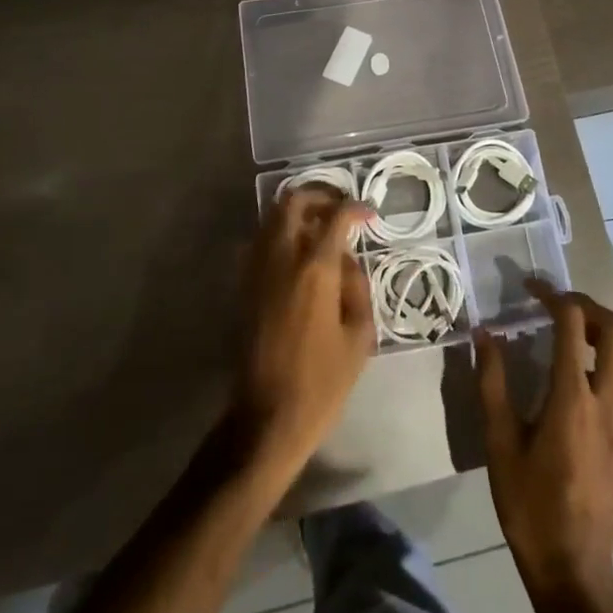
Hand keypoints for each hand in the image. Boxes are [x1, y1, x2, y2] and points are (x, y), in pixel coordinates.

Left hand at [235, 187, 374, 477]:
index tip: (369, 214)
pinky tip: (300, 255)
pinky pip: (261, 241)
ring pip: (271, 217)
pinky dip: (280, 233)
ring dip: (297, 212)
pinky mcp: (244, 285)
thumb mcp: (358, 335)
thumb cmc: (322, 382)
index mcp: (314, 270)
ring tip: (321, 227)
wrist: (267, 417)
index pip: (335, 217)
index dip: (355, 208)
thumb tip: (347, 262)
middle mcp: (281, 258)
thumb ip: (356, 287)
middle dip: (318, 195)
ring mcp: (256, 270)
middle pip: (291, 201)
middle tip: (339, 208)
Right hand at [476, 280, 612, 598]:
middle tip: (556, 302)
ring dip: (598, 331)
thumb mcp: (499, 444)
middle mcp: (606, 402)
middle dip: (589, 306)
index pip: (573, 326)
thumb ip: (492, 383)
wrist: (574, 569)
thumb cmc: (530, 505)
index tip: (530, 286)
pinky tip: (569, 373)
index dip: (553, 296)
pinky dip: (600, 358)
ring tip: (563, 330)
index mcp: (573, 399)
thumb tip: (484, 334)